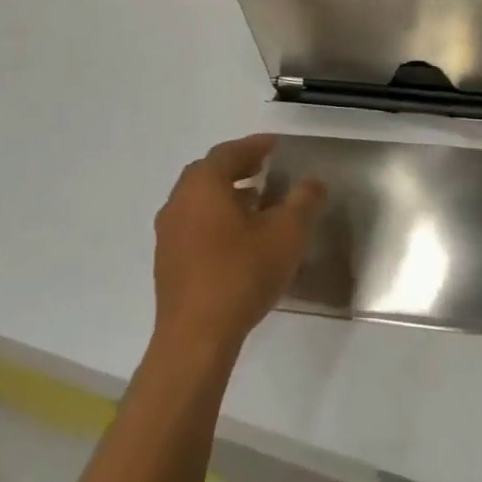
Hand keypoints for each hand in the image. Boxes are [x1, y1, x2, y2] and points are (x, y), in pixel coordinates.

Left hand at [153, 135, 323, 358]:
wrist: (196, 337)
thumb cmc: (242, 273)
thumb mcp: (287, 233)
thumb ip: (303, 201)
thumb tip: (313, 183)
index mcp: (204, 185)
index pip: (229, 152)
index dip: (255, 145)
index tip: (276, 145)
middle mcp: (179, 201)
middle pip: (209, 172)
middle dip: (238, 166)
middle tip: (265, 167)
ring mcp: (168, 233)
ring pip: (199, 199)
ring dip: (227, 193)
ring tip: (257, 201)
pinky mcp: (167, 261)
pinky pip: (193, 223)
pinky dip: (215, 217)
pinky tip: (238, 237)